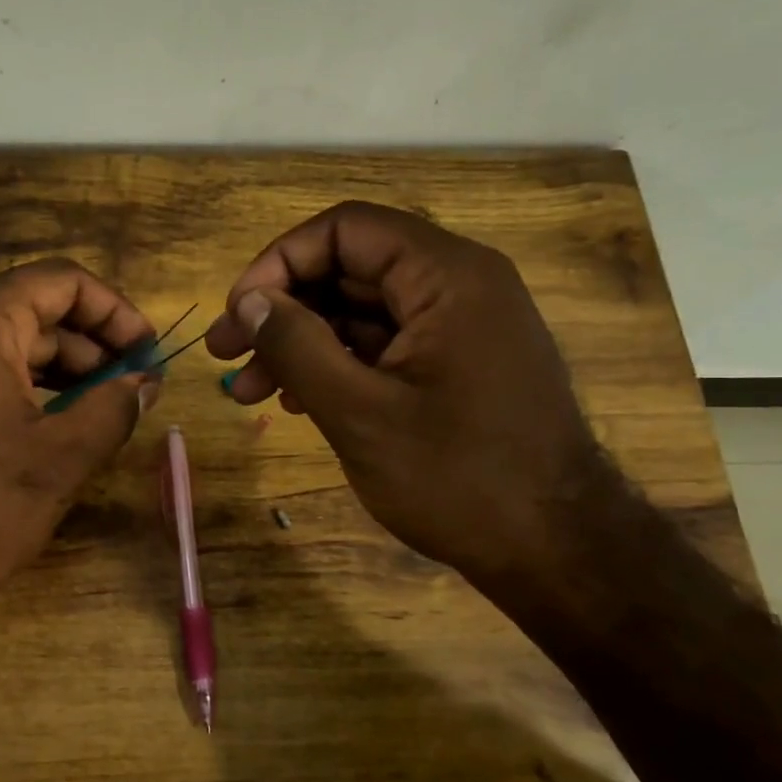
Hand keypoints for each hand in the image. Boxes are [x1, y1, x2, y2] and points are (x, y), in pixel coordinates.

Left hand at [0, 259, 159, 624]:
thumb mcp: (61, 457)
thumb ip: (114, 408)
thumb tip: (143, 384)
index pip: (60, 280)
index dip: (114, 310)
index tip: (146, 354)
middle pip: (32, 311)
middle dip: (90, 346)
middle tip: (131, 390)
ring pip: (3, 348)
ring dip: (58, 373)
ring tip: (97, 413)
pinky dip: (19, 392)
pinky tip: (47, 431)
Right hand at [205, 202, 600, 581]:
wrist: (555, 551)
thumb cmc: (458, 479)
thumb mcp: (360, 413)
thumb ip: (297, 347)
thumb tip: (248, 302)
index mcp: (446, 277)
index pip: (344, 230)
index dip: (279, 263)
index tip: (239, 314)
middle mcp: (457, 285)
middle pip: (347, 268)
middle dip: (280, 308)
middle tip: (225, 354)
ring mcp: (458, 327)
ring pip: (358, 311)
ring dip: (299, 343)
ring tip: (247, 391)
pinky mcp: (454, 365)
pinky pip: (381, 345)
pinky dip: (333, 365)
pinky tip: (295, 401)